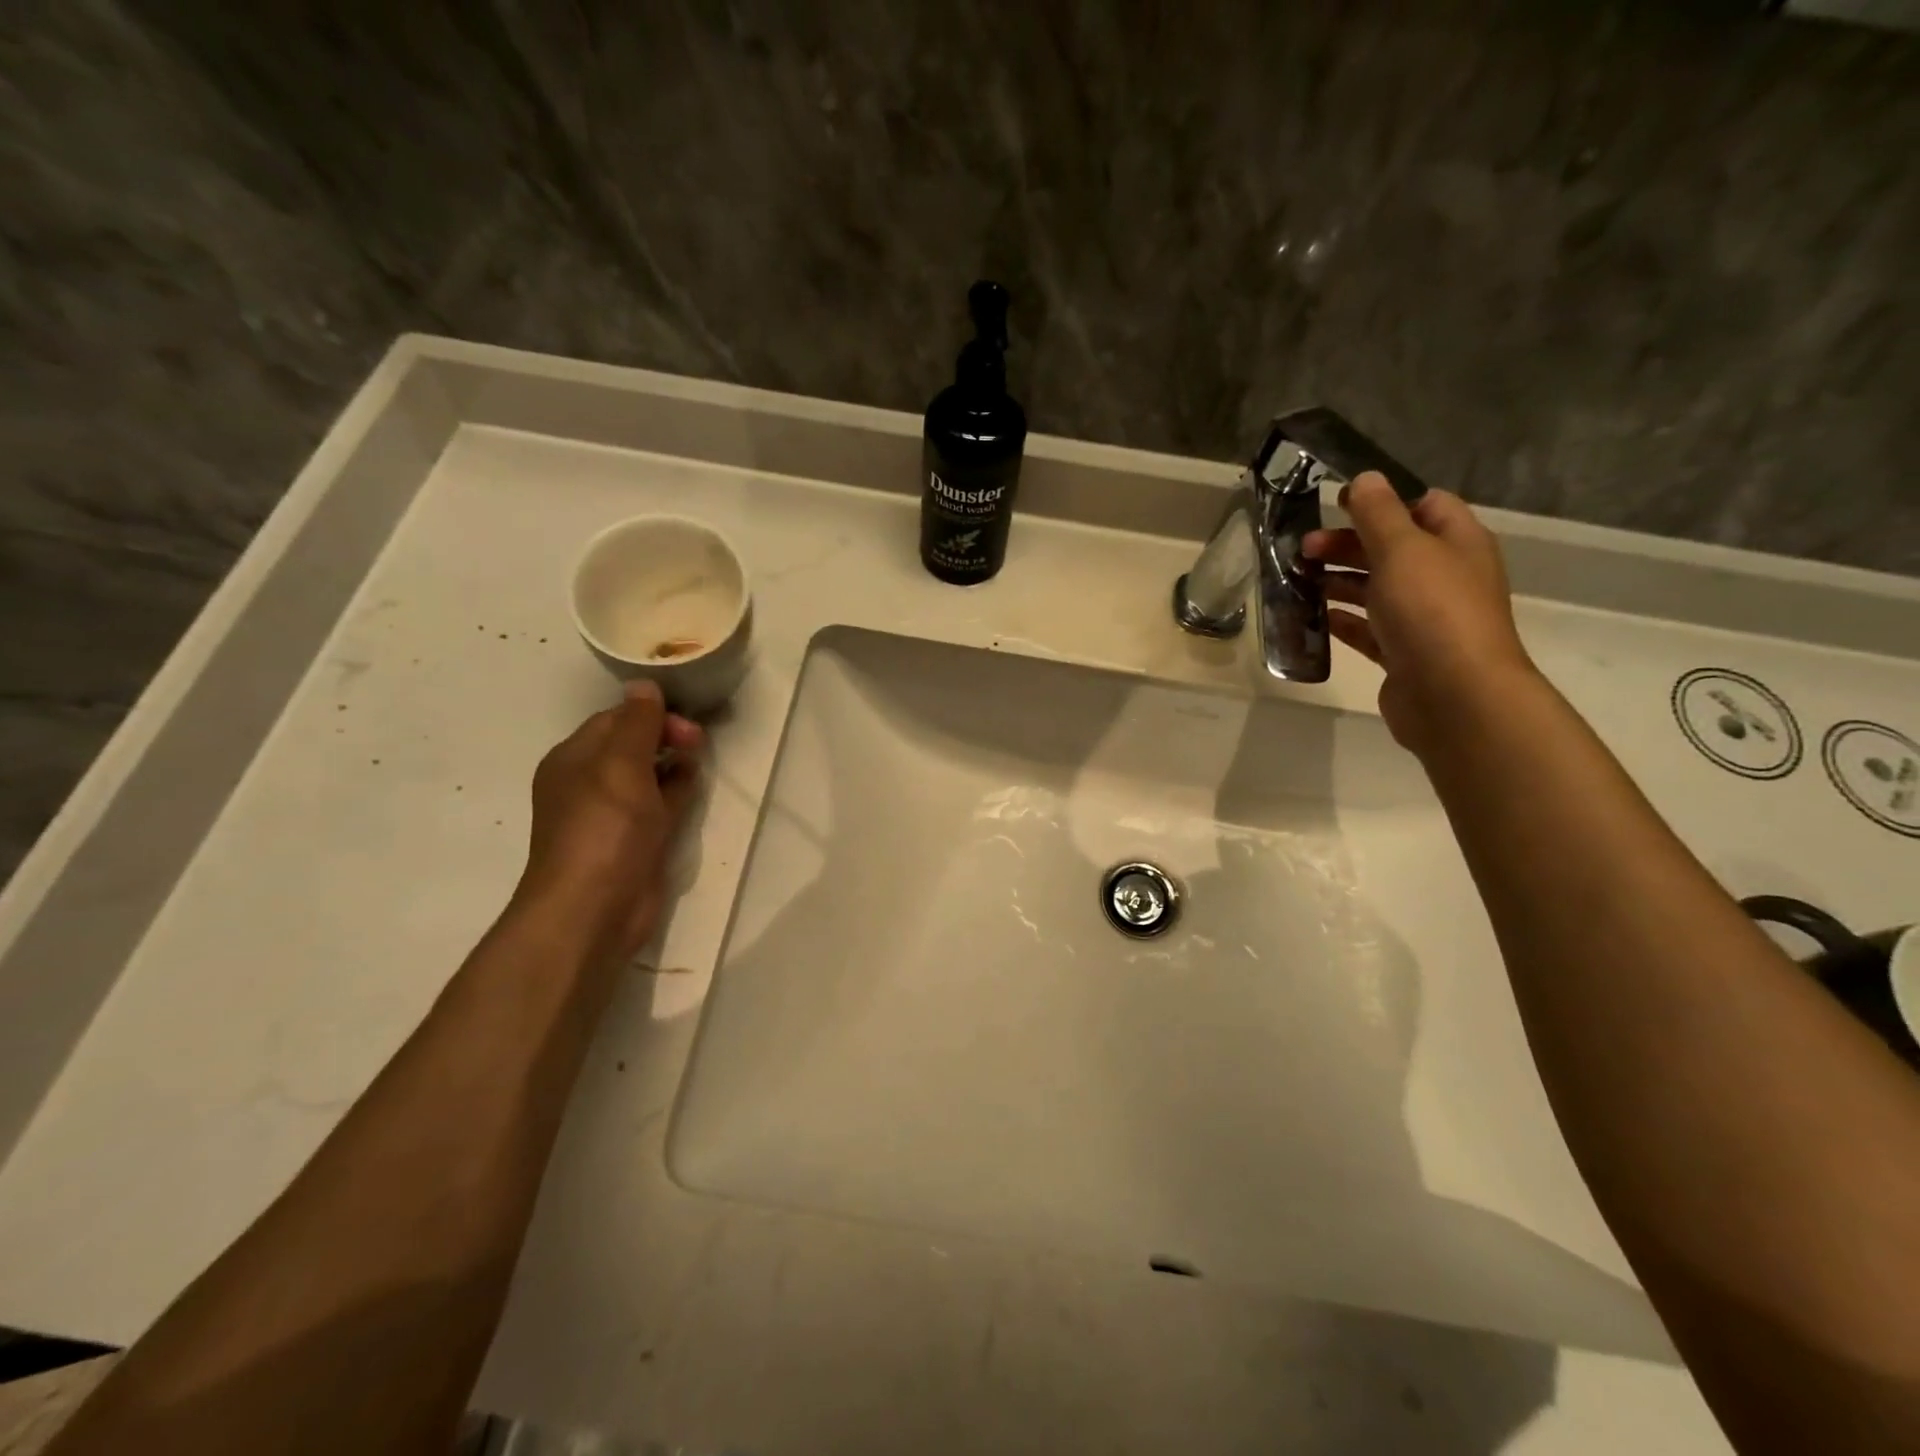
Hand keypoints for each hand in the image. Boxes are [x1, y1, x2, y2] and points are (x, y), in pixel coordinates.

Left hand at [515, 681, 704, 961]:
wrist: (594, 909)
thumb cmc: (604, 829)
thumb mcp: (619, 766)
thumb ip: (636, 723)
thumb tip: (644, 685)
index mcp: (574, 759)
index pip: (615, 719)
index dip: (651, 715)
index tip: (686, 724)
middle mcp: (590, 782)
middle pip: (633, 745)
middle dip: (666, 736)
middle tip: (696, 743)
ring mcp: (614, 814)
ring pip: (650, 774)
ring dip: (675, 763)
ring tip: (698, 759)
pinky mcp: (636, 840)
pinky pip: (660, 804)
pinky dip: (677, 792)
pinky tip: (693, 787)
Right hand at [1303, 473, 1537, 753]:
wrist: (1454, 695)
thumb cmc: (1432, 611)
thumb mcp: (1402, 550)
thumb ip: (1379, 513)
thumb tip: (1365, 478)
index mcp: (1457, 543)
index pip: (1425, 505)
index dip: (1383, 500)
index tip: (1337, 505)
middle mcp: (1444, 576)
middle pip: (1392, 549)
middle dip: (1348, 544)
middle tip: (1303, 549)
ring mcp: (1424, 618)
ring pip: (1376, 589)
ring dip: (1339, 582)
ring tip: (1299, 580)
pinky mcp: (1403, 654)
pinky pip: (1368, 629)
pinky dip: (1343, 620)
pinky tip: (1314, 616)